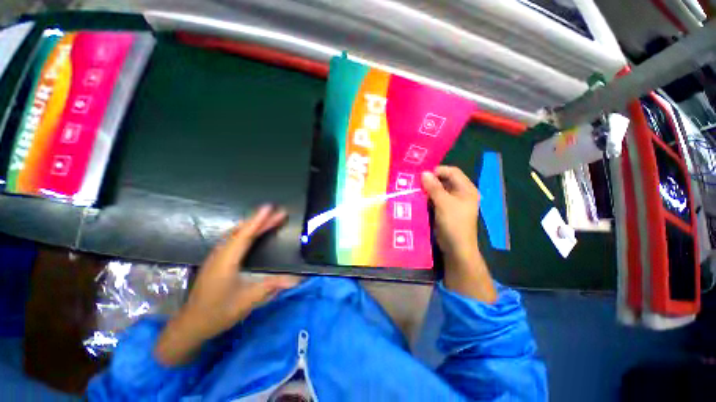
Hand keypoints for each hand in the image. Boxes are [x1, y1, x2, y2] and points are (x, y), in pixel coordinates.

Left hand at [154, 205, 298, 365]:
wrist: (191, 325)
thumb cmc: (218, 312)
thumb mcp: (247, 301)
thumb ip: (272, 286)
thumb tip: (297, 279)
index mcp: (226, 261)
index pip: (245, 235)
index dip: (258, 220)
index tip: (270, 208)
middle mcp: (220, 254)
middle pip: (242, 231)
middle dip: (261, 220)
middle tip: (279, 213)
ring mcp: (216, 257)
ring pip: (235, 234)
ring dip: (253, 224)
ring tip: (269, 219)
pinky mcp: (216, 261)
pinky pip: (233, 239)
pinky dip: (246, 231)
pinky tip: (252, 233)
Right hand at [421, 166, 479, 258]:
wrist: (456, 247)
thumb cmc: (453, 223)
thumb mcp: (443, 203)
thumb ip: (434, 187)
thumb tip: (424, 173)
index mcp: (466, 189)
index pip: (452, 172)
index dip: (438, 171)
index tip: (422, 174)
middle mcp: (461, 193)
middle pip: (445, 180)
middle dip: (431, 180)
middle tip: (416, 181)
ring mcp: (453, 202)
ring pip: (439, 190)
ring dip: (428, 189)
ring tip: (415, 189)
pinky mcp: (445, 210)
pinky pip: (436, 199)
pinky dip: (428, 197)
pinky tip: (418, 198)